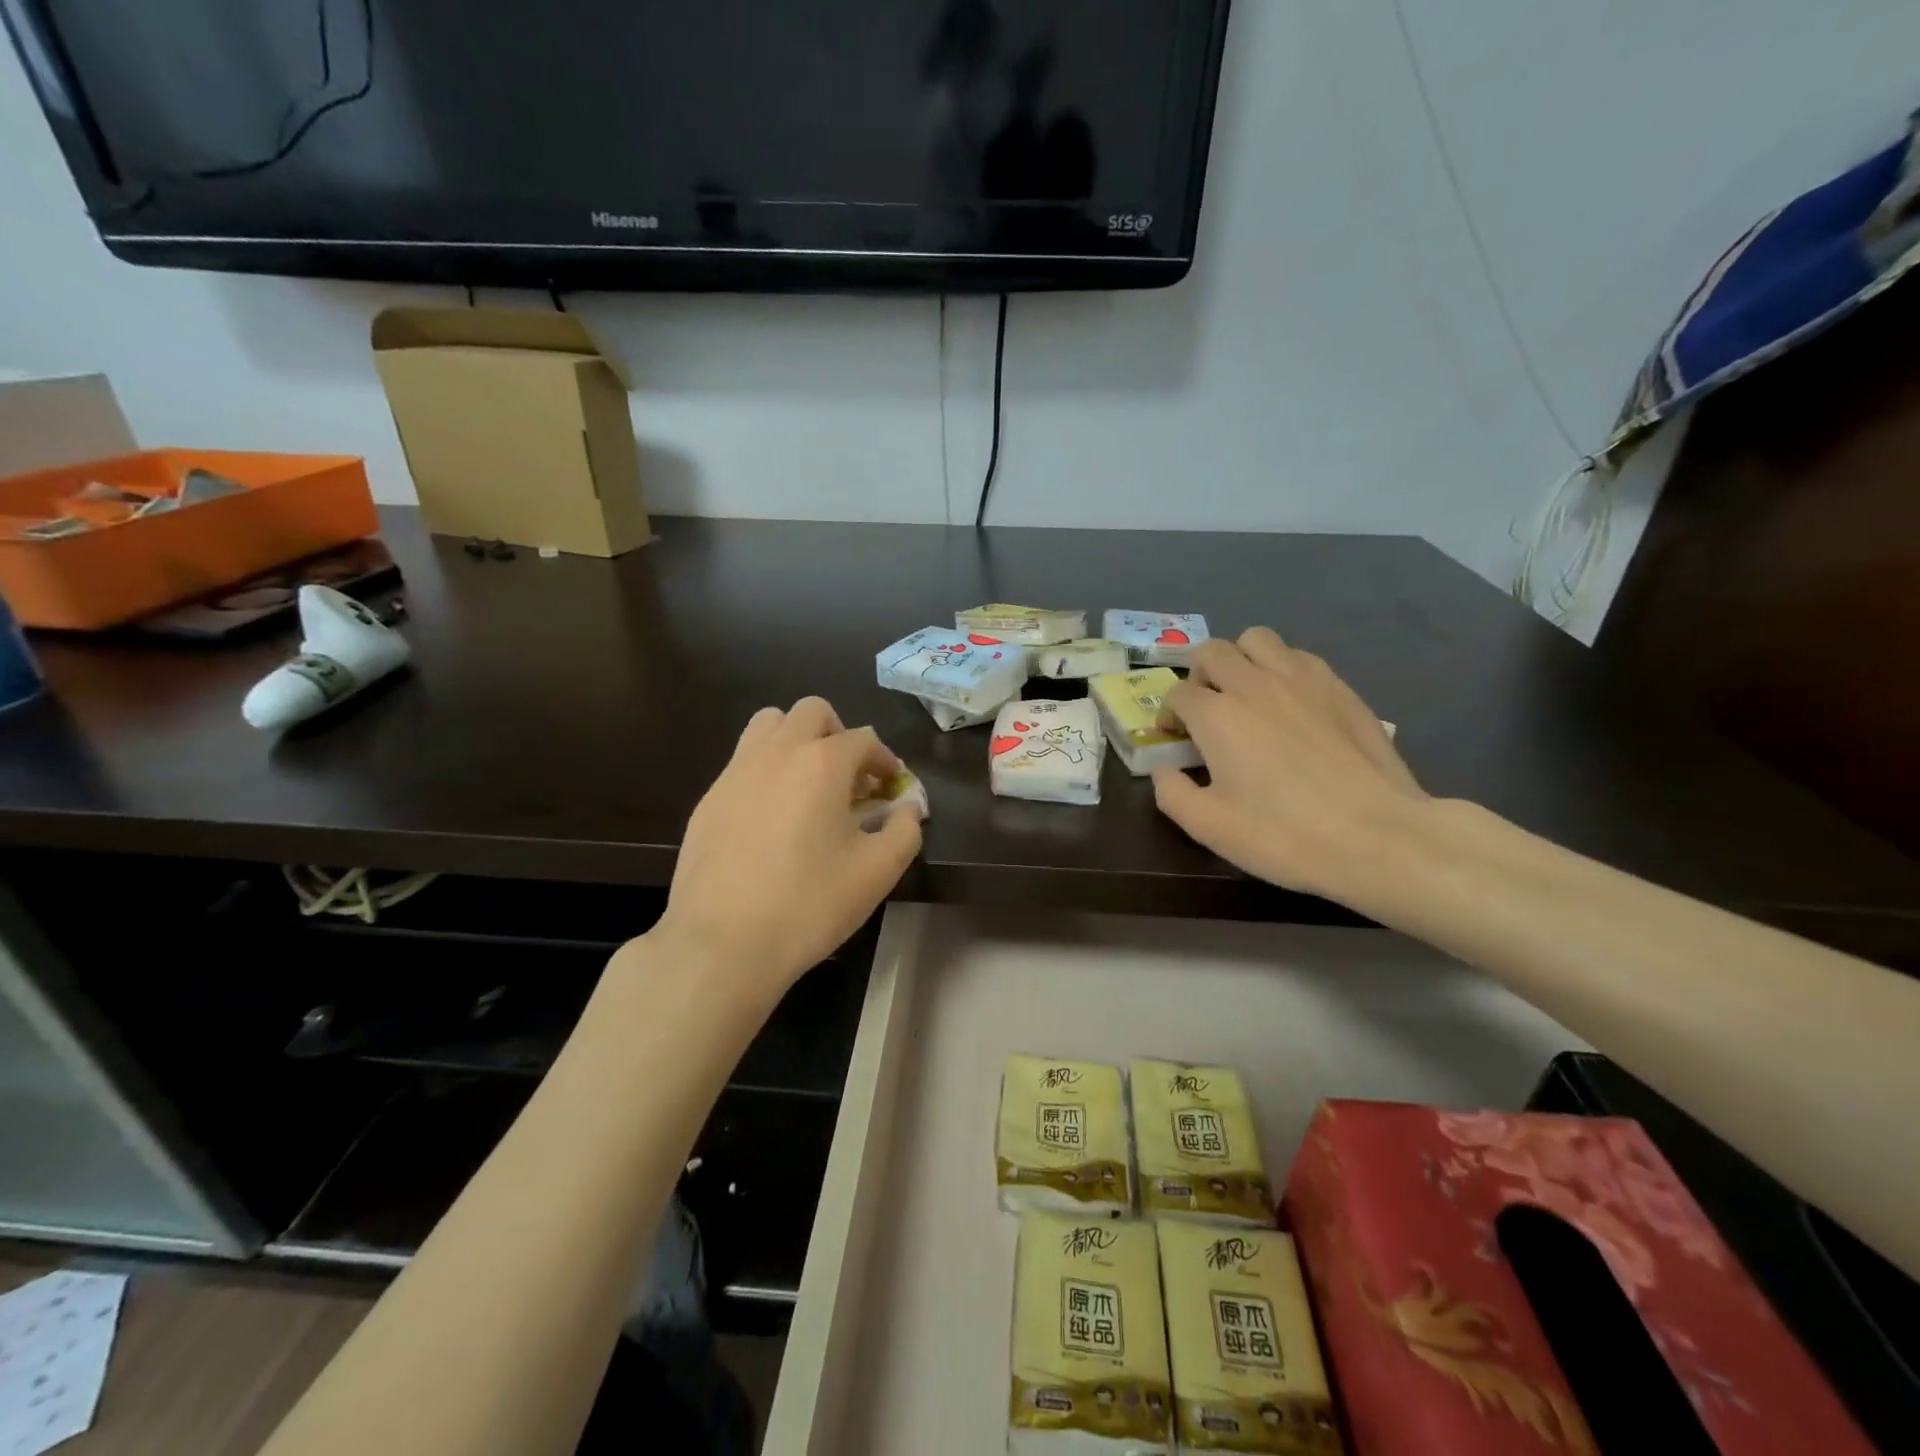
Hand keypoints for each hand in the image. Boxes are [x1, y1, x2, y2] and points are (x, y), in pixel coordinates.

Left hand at [651, 698, 922, 1007]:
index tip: (891, 789)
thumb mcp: (878, 872)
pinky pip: (744, 761)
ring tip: (808, 784)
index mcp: (823, 763)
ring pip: (769, 724)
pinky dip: (767, 770)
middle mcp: (778, 751)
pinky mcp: (709, 797)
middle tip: (850, 777)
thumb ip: (905, 831)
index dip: (884, 760)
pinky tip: (772, 818)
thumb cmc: (809, 904)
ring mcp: (737, 771)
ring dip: (797, 739)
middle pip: (813, 712)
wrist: (722, 943)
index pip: (864, 739)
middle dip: (840, 735)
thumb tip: (908, 809)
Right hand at [1153, 628, 1429, 906]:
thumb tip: (1165, 770)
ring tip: (1246, 694)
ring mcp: (1303, 680)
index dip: (1169, 714)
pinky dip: (1282, 669)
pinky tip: (1290, 704)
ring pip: (1258, 639)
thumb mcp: (1209, 827)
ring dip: (1241, 660)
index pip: (1178, 694)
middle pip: (1213, 651)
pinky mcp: (1341, 688)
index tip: (1176, 738)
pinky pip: (1300, 657)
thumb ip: (1172, 793)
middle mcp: (1255, 684)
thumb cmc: (1284, 835)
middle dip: (1198, 675)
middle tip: (1206, 709)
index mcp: (1218, 715)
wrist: (1378, 837)